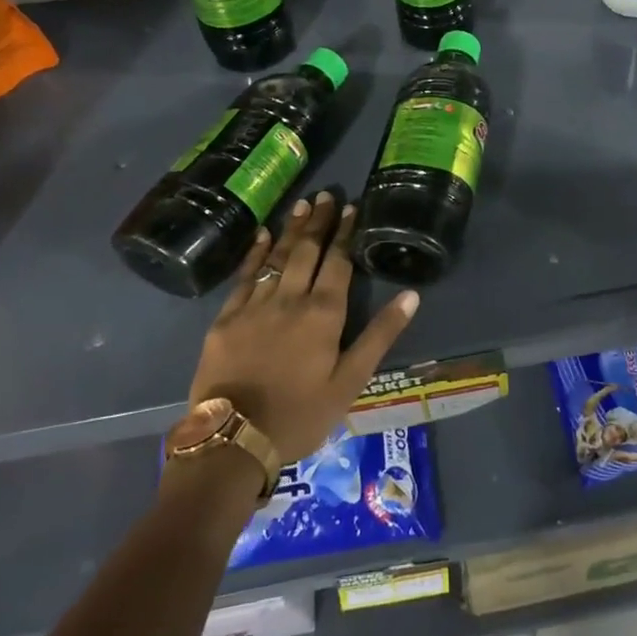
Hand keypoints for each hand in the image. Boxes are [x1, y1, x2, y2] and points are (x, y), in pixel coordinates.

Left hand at [187, 192, 419, 464]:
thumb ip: (380, 335)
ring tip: (302, 204)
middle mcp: (290, 299)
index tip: (351, 207)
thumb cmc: (301, 415)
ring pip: (277, 257)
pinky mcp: (225, 319)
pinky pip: (243, 277)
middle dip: (319, 222)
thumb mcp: (351, 381)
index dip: (345, 233)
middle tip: (326, 195)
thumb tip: (411, 295)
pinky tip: (262, 236)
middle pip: (307, 251)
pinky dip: (254, 253)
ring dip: (291, 229)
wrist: (233, 440)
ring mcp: (254, 306)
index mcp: (324, 314)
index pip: (338, 262)